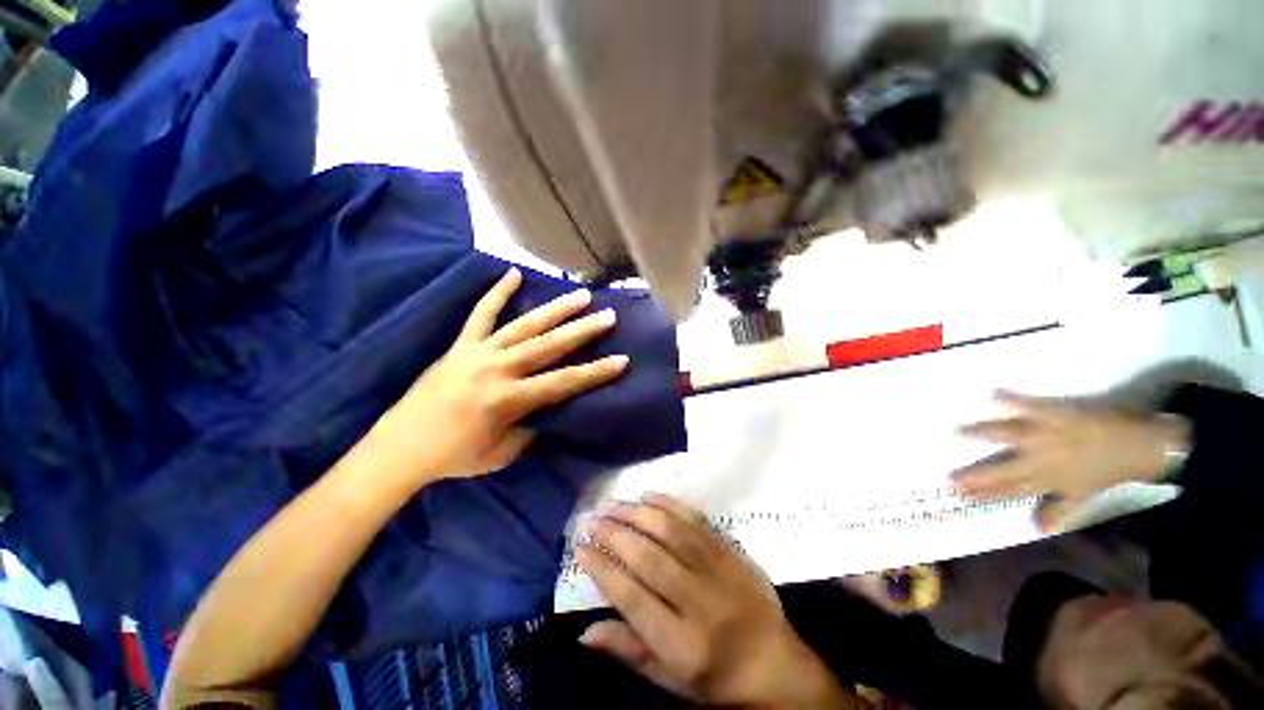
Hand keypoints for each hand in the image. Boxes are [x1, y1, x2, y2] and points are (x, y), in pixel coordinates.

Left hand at [368, 267, 628, 485]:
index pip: (563, 382)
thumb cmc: (453, 457)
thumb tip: (548, 413)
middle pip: (548, 346)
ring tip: (580, 295)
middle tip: (608, 315)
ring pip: (523, 325)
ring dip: (555, 309)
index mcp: (509, 399)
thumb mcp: (501, 454)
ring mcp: (478, 353)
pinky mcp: (461, 346)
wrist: (399, 448)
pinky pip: (480, 314)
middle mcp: (497, 369)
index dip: (595, 373)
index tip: (622, 360)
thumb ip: (530, 430)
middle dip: (582, 330)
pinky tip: (513, 273)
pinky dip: (497, 293)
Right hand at [577, 495, 854, 708]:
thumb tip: (584, 631)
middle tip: (592, 518)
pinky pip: (696, 520)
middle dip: (614, 534)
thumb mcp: (670, 680)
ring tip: (612, 503)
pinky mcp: (730, 551)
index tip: (580, 547)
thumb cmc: (717, 680)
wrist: (776, 664)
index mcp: (681, 643)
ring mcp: (718, 570)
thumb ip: (628, 651)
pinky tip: (649, 495)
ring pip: (670, 531)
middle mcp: (699, 601)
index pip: (631, 597)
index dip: (601, 568)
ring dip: (636, 512)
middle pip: (648, 558)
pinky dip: (670, 504)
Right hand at [951, 391, 1190, 529]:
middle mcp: (1042, 460)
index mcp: (1049, 480)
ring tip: (957, 432)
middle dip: (975, 475)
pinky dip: (1012, 399)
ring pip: (1008, 436)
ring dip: (981, 434)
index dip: (985, 494)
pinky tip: (993, 394)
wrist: (1140, 444)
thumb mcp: (1085, 495)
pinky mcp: (1055, 412)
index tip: (961, 495)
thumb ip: (1059, 509)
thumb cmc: (1108, 469)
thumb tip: (1036, 527)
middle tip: (949, 478)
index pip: (1010, 490)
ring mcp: (1047, 435)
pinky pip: (1030, 405)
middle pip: (1003, 470)